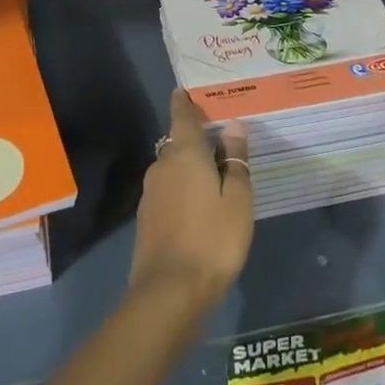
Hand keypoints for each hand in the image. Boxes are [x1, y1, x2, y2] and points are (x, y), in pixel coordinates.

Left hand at [128, 90, 253, 311]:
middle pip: (177, 142)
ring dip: (190, 165)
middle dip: (195, 138)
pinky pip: (168, 189)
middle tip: (220, 138)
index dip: (184, 102)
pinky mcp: (147, 217)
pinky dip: (182, 187)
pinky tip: (199, 203)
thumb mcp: (237, 200)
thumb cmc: (213, 240)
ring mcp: (150, 193)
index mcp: (184, 154)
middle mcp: (162, 165)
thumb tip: (232, 126)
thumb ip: (236, 161)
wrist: (169, 293)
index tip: (186, 91)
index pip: (181, 116)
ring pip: (172, 167)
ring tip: (215, 172)